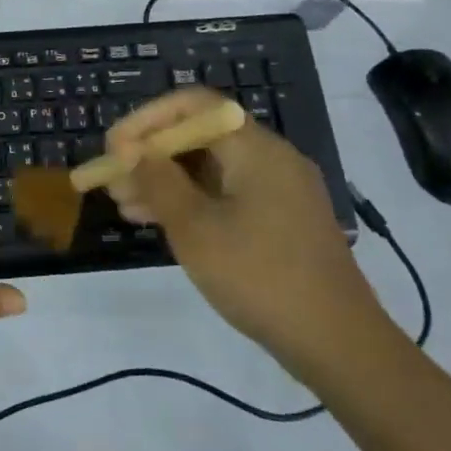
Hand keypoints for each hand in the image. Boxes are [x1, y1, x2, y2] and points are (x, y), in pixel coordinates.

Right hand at [105, 88, 383, 373]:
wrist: (338, 344)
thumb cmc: (259, 276)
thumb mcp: (195, 228)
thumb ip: (158, 181)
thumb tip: (131, 150)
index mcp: (255, 148)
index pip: (193, 105)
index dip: (147, 119)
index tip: (114, 148)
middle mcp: (270, 158)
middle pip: (199, 136)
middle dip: (151, 154)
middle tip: (112, 180)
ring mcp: (278, 190)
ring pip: (210, 168)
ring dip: (165, 181)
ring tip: (124, 206)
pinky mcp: (280, 220)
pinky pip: (226, 194)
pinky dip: (190, 201)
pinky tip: (157, 223)